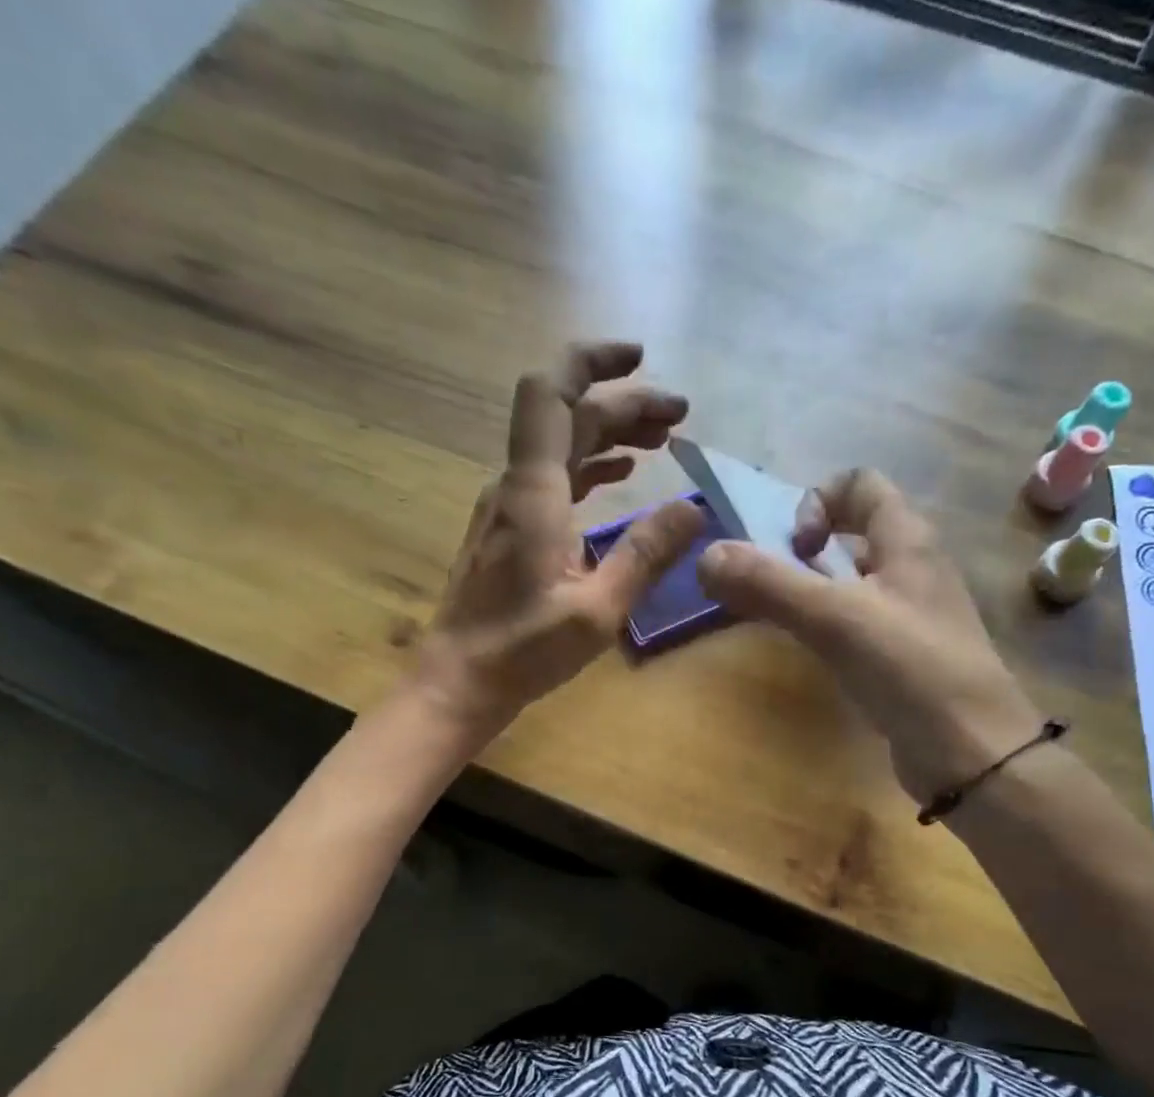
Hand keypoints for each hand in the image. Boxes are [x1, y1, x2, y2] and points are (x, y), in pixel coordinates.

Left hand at [412, 342, 703, 739]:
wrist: (459, 680)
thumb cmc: (523, 651)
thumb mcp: (597, 610)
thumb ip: (646, 555)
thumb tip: (694, 507)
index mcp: (533, 493)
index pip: (552, 395)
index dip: (592, 362)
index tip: (641, 358)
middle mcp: (516, 487)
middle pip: (567, 417)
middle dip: (624, 404)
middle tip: (680, 415)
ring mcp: (509, 508)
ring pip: (561, 447)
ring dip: (610, 433)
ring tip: (662, 440)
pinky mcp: (510, 531)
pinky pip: (554, 478)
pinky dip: (591, 466)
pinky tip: (621, 475)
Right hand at [697, 468, 1043, 804]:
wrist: (974, 754)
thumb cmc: (912, 671)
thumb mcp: (836, 619)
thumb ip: (770, 584)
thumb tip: (706, 556)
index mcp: (907, 540)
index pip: (860, 484)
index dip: (817, 502)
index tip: (795, 549)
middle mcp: (912, 568)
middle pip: (852, 531)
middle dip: (803, 549)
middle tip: (772, 586)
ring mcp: (911, 615)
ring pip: (852, 581)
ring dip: (811, 589)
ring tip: (779, 618)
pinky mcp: (904, 657)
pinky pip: (858, 623)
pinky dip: (827, 626)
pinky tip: (811, 653)